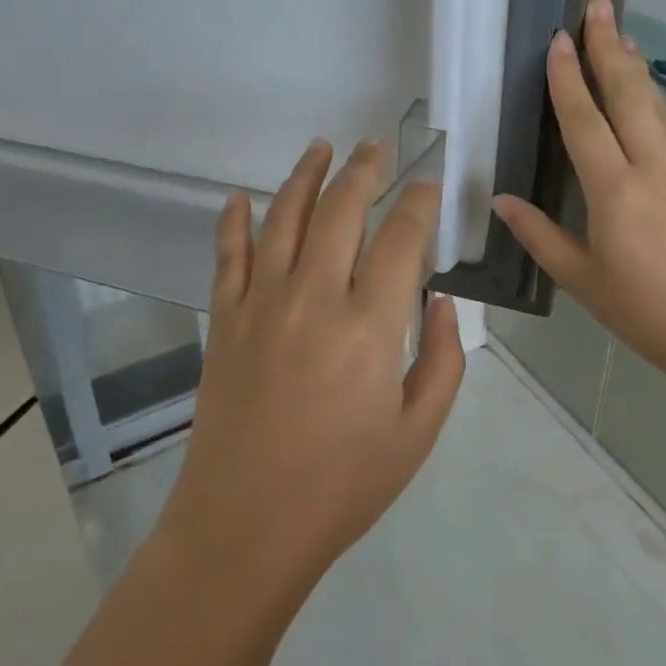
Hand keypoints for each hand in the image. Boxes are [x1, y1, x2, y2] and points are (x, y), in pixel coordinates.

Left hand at [156, 139, 465, 601]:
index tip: (427, 182)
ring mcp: (261, 302)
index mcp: (370, 326)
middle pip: (341, 209)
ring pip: (283, 216)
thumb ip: (441, 359)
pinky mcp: (224, 317)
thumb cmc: (342, 484)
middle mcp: (314, 296)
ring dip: (305, 174)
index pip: (400, 238)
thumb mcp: (417, 432)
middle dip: (364, 169)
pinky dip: (233, 220)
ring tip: (321, 146)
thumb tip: (439, 299)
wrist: (246, 521)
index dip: (418, 202)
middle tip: (377, 144)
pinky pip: (228, 254)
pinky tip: (239, 197)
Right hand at [494, 0, 665, 392]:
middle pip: (627, 95)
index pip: (583, 120)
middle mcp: (653, 167)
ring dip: (641, 71)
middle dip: (609, 47)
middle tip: (599, 5)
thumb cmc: (644, 311)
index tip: (559, 38)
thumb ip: (539, 234)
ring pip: (662, 108)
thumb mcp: (581, 278)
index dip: (567, 77)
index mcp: (612, 189)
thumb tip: (501, 200)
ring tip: (626, 39)